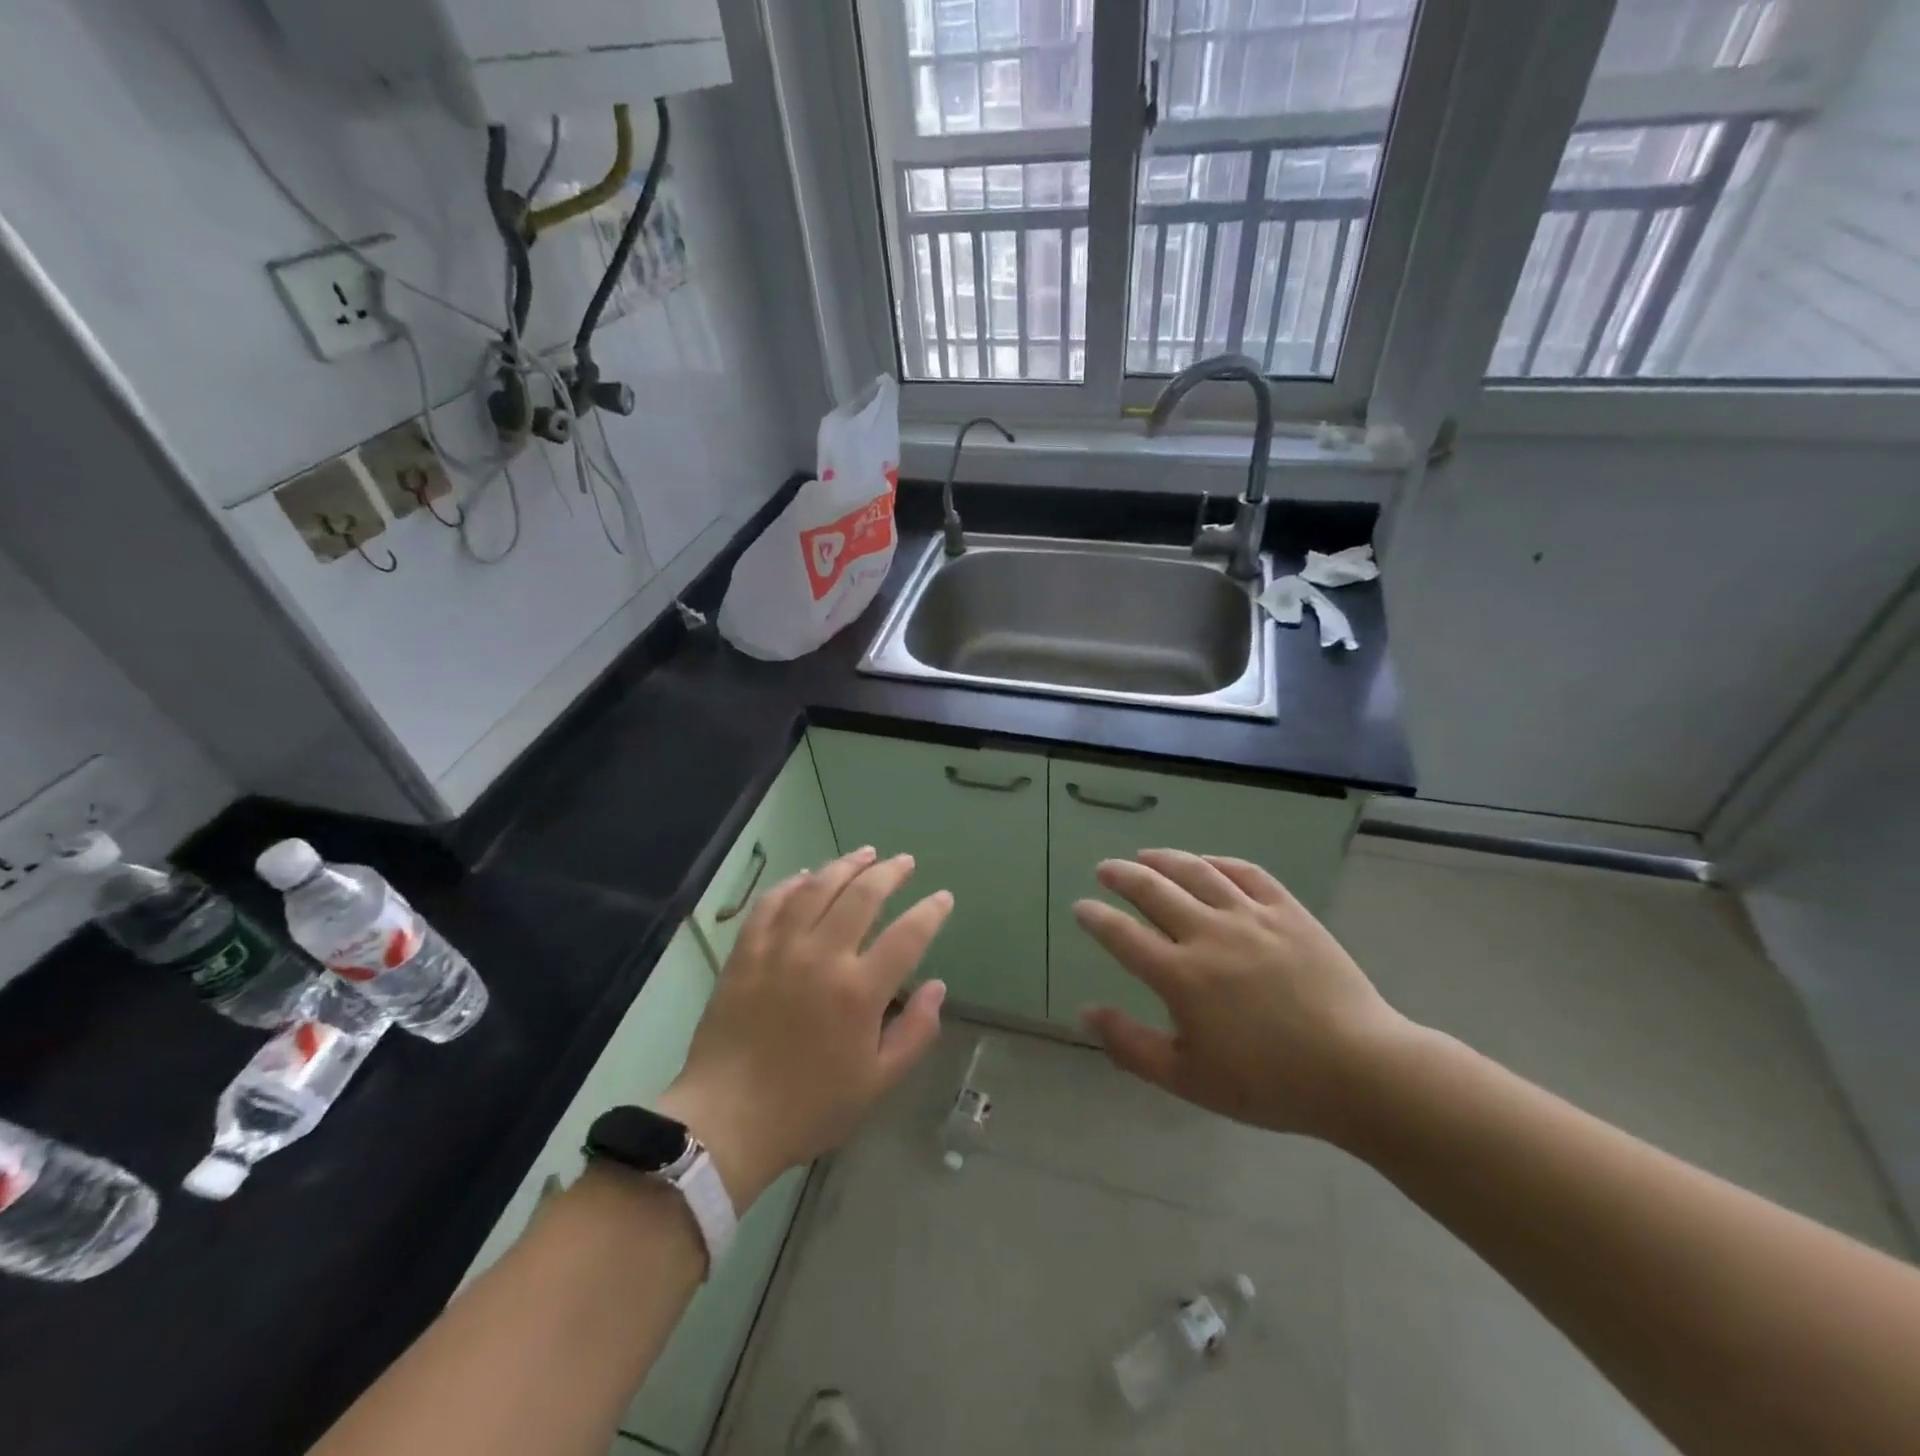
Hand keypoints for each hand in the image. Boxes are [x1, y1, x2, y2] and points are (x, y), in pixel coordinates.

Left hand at [659, 847, 951, 1208]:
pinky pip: (771, 904)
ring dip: (845, 866)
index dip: (931, 911)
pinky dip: (791, 884)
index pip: (907, 935)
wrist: (726, 1120)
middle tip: (905, 862)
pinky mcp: (746, 953)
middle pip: (862, 896)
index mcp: (859, 992)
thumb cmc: (808, 1108)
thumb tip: (938, 987)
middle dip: (890, 873)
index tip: (943, 898)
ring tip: (865, 853)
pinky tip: (805, 876)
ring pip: (817, 888)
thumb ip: (914, 1032)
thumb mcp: (877, 1083)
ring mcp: (780, 950)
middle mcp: (822, 957)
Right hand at [1074, 849, 1410, 1143]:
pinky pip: (1247, 873)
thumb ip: (1131, 1046)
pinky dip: (1220, 862)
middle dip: (1122, 876)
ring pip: (1197, 872)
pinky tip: (1208, 863)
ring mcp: (1251, 917)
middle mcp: (1209, 935)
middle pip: (1153, 891)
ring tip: (1145, 855)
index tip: (1081, 907)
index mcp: (1181, 976)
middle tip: (1106, 869)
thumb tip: (1085, 1013)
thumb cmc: (1269, 1083)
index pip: (1123, 936)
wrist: (1359, 1071)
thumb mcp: (1189, 1079)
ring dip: (1165, 859)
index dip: (1096, 918)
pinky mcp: (1289, 912)